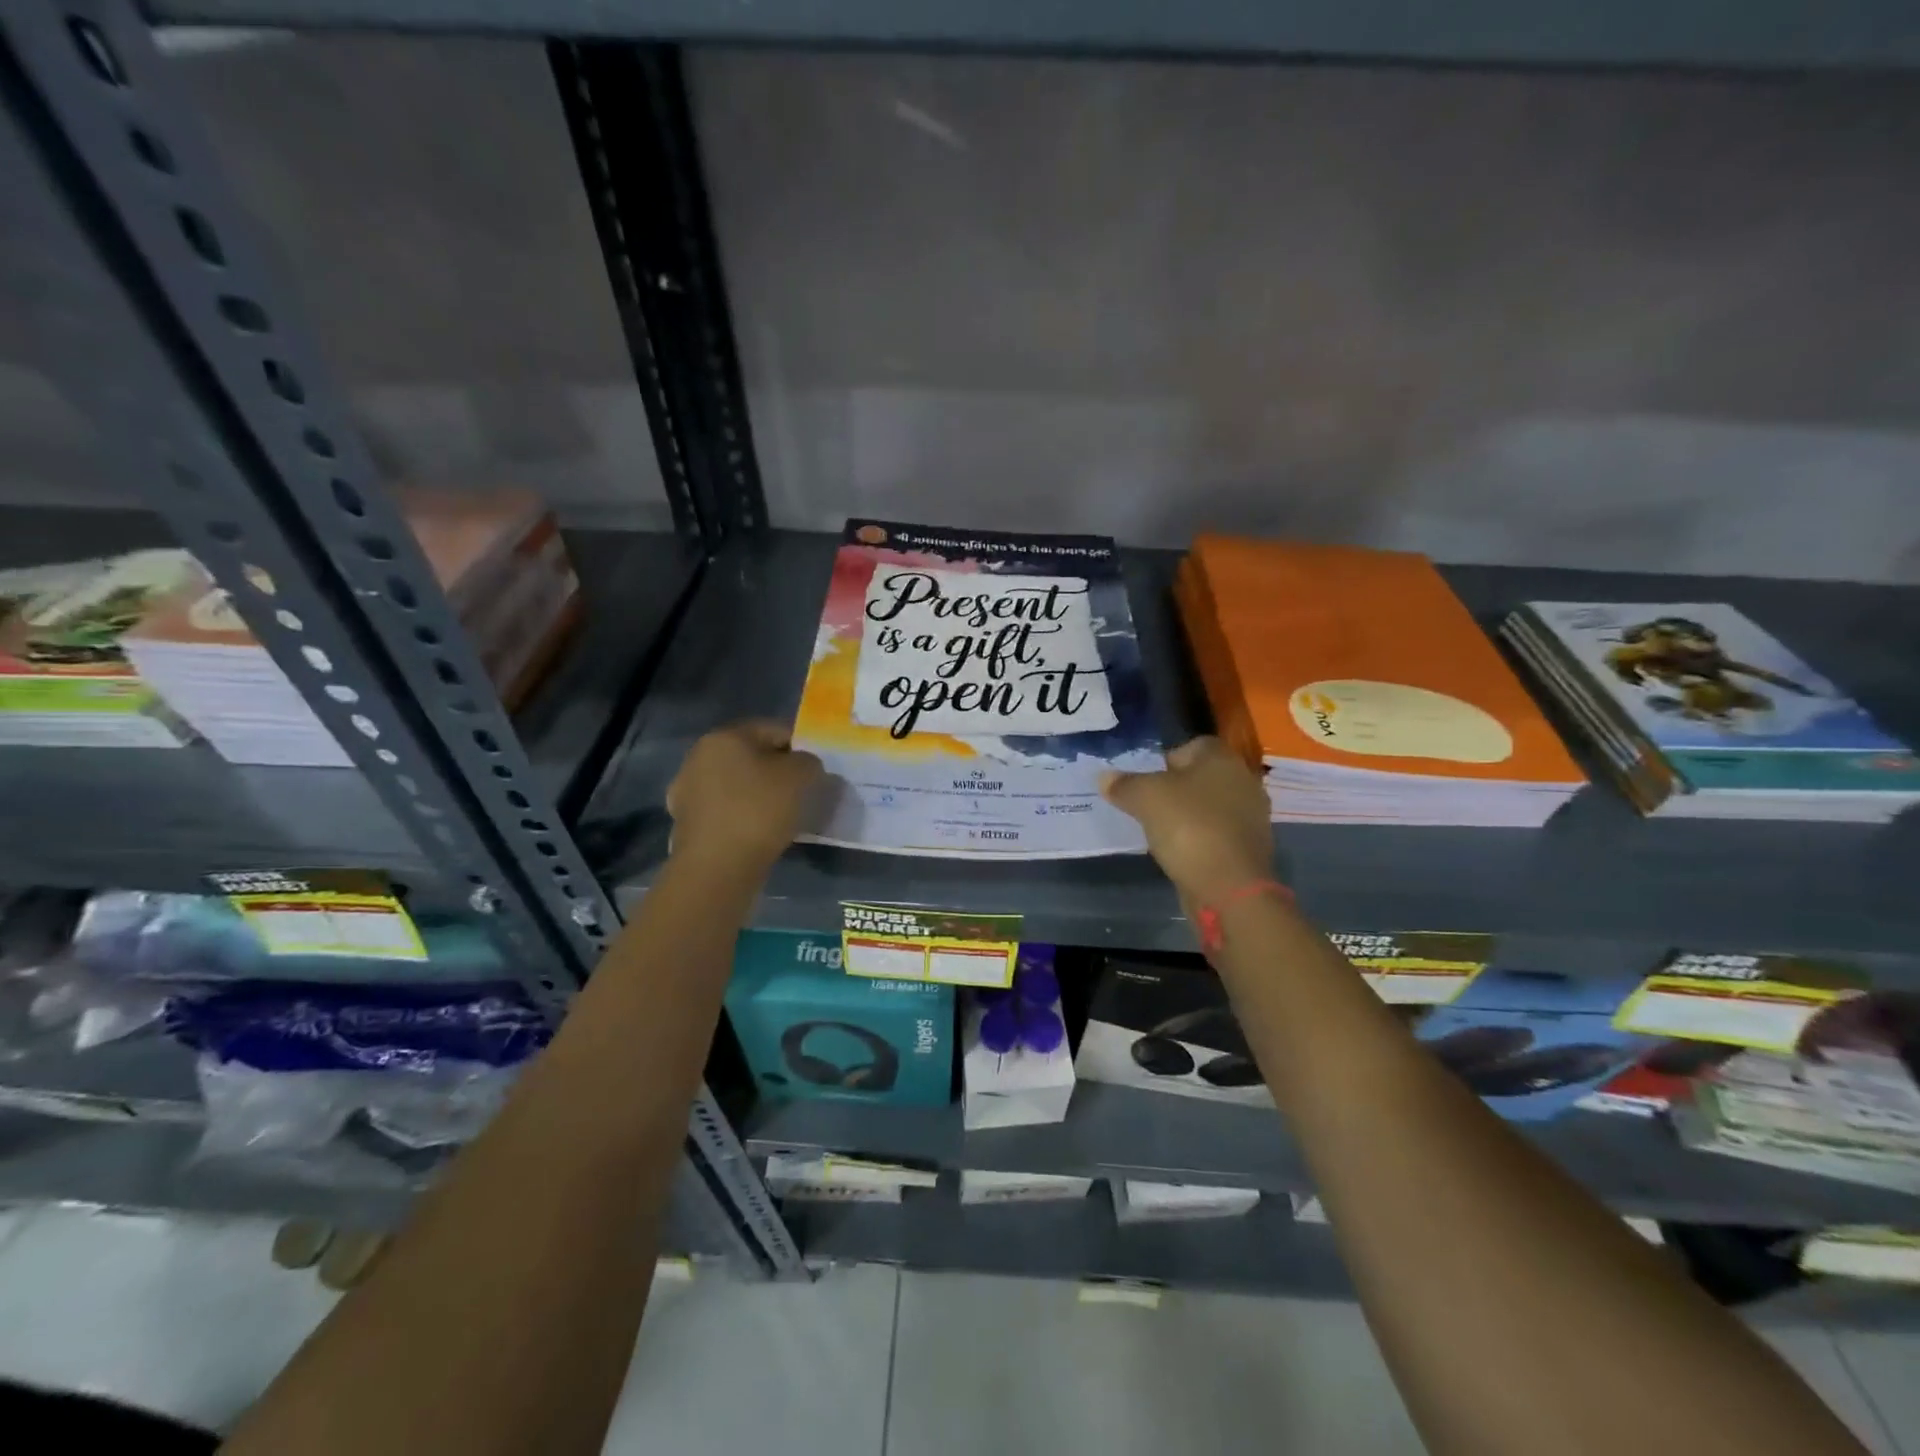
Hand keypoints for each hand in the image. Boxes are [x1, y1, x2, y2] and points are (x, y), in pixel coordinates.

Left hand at [667, 721, 823, 873]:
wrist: (716, 869)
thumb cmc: (759, 811)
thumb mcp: (800, 777)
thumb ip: (808, 762)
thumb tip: (803, 766)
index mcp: (724, 736)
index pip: (773, 730)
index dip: (799, 748)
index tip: (814, 773)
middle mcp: (698, 756)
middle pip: (751, 756)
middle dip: (776, 771)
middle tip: (800, 794)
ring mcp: (687, 790)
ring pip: (736, 784)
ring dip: (758, 794)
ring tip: (781, 817)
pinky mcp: (685, 822)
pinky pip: (724, 810)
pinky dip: (742, 816)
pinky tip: (757, 833)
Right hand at [1102, 737, 1274, 904]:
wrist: (1229, 886)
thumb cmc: (1188, 826)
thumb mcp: (1144, 798)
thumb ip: (1123, 784)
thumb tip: (1104, 777)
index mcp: (1222, 758)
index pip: (1191, 746)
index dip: (1165, 759)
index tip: (1145, 781)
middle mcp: (1243, 780)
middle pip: (1201, 777)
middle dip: (1175, 789)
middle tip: (1147, 805)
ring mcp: (1251, 816)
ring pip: (1209, 806)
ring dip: (1187, 815)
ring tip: (1160, 831)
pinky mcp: (1249, 847)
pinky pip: (1216, 833)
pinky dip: (1199, 839)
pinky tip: (1179, 851)